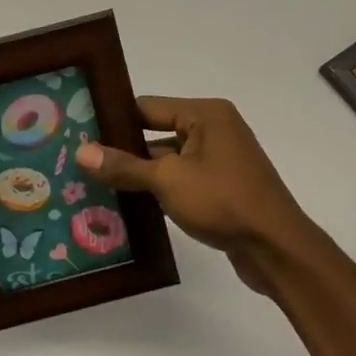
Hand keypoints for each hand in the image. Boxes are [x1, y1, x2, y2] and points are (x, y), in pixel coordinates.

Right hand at [77, 97, 314, 296]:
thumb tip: (82, 151)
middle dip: (122, 150)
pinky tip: (125, 207)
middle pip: (156, 133)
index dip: (114, 119)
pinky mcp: (221, 189)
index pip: (148, 107)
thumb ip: (125, 166)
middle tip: (79, 162)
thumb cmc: (223, 201)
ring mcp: (219, 161)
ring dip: (138, 174)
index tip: (79, 130)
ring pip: (167, 161)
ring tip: (93, 186)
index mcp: (205, 114)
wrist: (276, 248)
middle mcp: (214, 130)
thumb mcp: (168, 180)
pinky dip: (158, 191)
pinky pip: (180, 182)